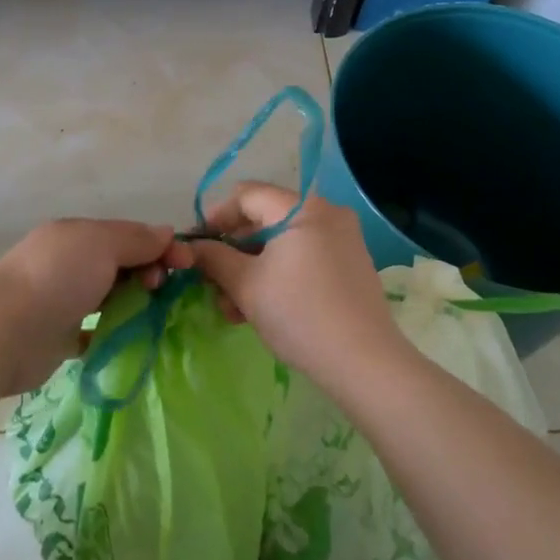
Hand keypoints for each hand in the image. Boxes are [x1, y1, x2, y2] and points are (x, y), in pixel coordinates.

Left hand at [0, 219, 193, 394]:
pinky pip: (96, 331)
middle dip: (148, 273)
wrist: (3, 332)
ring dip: (134, 303)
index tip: (187, 265)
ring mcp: (63, 300)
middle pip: (121, 264)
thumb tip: (166, 232)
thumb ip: (136, 239)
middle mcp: (69, 263)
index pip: (128, 234)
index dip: (159, 246)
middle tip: (161, 290)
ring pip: (110, 296)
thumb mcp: (102, 244)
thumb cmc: (57, 278)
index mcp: (77, 235)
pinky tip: (134, 339)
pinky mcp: (59, 337)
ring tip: (154, 317)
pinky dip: (115, 332)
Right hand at [188, 184, 407, 391]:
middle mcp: (326, 213)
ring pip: (282, 243)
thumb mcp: (246, 285)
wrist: (365, 364)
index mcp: (302, 208)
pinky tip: (259, 308)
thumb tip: (193, 246)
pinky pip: (302, 257)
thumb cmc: (299, 314)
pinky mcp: (350, 265)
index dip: (215, 217)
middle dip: (233, 251)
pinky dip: (277, 274)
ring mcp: (342, 239)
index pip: (246, 196)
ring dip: (251, 268)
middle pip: (264, 219)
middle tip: (211, 282)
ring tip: (232, 307)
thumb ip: (214, 258)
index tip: (196, 246)